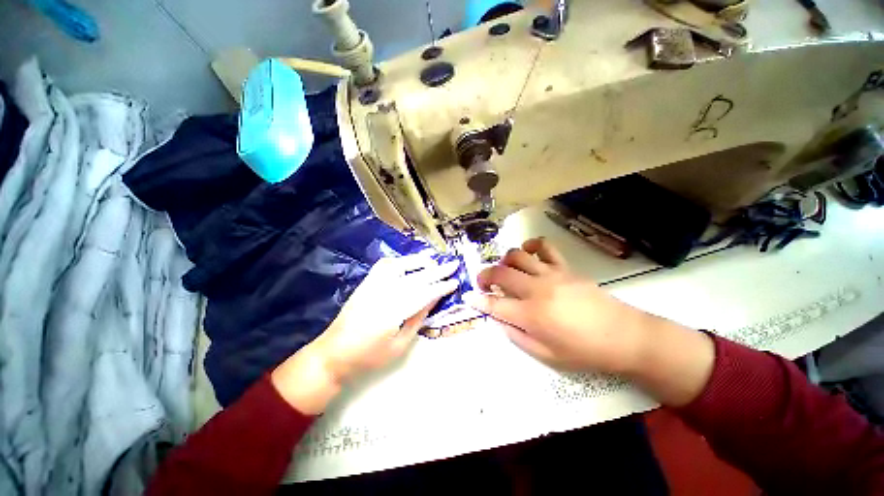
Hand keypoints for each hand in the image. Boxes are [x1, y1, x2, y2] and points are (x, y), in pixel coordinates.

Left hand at [272, 254, 458, 412]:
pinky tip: (408, 262)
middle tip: (453, 264)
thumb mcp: (400, 345)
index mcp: (393, 312)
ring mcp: (372, 285)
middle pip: (415, 277)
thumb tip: (433, 299)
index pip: (423, 294)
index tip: (454, 282)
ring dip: (418, 261)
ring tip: (433, 260)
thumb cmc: (369, 356)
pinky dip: (399, 261)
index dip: (440, 287)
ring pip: (400, 266)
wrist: (334, 353)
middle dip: (436, 271)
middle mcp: (383, 293)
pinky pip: (384, 265)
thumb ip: (418, 318)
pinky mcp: (366, 283)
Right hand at [464, 238, 652, 373]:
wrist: (624, 335)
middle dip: (484, 275)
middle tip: (482, 282)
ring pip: (517, 256)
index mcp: (531, 315)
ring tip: (505, 270)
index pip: (494, 304)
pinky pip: (544, 247)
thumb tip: (499, 319)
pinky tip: (528, 253)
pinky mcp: (564, 267)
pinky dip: (530, 246)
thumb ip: (517, 336)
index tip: (468, 297)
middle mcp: (536, 290)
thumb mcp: (546, 354)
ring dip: (504, 261)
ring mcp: (551, 274)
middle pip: (500, 273)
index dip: (477, 300)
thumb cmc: (584, 351)